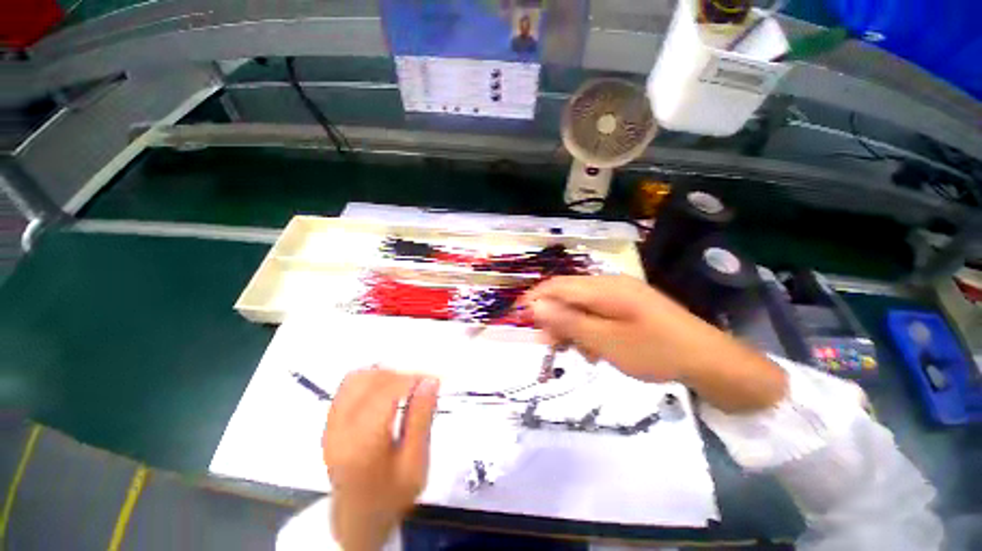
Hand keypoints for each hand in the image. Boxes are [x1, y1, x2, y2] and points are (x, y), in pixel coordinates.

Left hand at [323, 368, 439, 550]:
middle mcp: (340, 430)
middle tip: (422, 382)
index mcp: (362, 444)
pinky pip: (348, 386)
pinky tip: (386, 389)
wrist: (357, 519)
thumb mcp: (415, 464)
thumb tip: (430, 381)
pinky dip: (371, 379)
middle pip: (370, 381)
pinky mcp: (329, 421)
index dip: (412, 378)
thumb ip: (421, 419)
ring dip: (385, 374)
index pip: (386, 393)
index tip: (433, 379)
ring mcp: (330, 424)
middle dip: (401, 374)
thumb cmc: (391, 496)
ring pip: (357, 378)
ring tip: (405, 385)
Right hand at [523, 275, 785, 412]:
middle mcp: (609, 284)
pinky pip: (597, 312)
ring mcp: (620, 294)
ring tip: (578, 352)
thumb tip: (536, 306)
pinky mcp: (628, 305)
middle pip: (567, 294)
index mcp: (603, 287)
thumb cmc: (655, 351)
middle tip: (550, 345)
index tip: (519, 318)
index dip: (534, 299)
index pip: (556, 286)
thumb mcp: (605, 341)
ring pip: (581, 305)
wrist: (709, 360)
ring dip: (572, 327)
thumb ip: (568, 322)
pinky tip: (596, 349)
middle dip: (553, 318)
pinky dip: (589, 329)